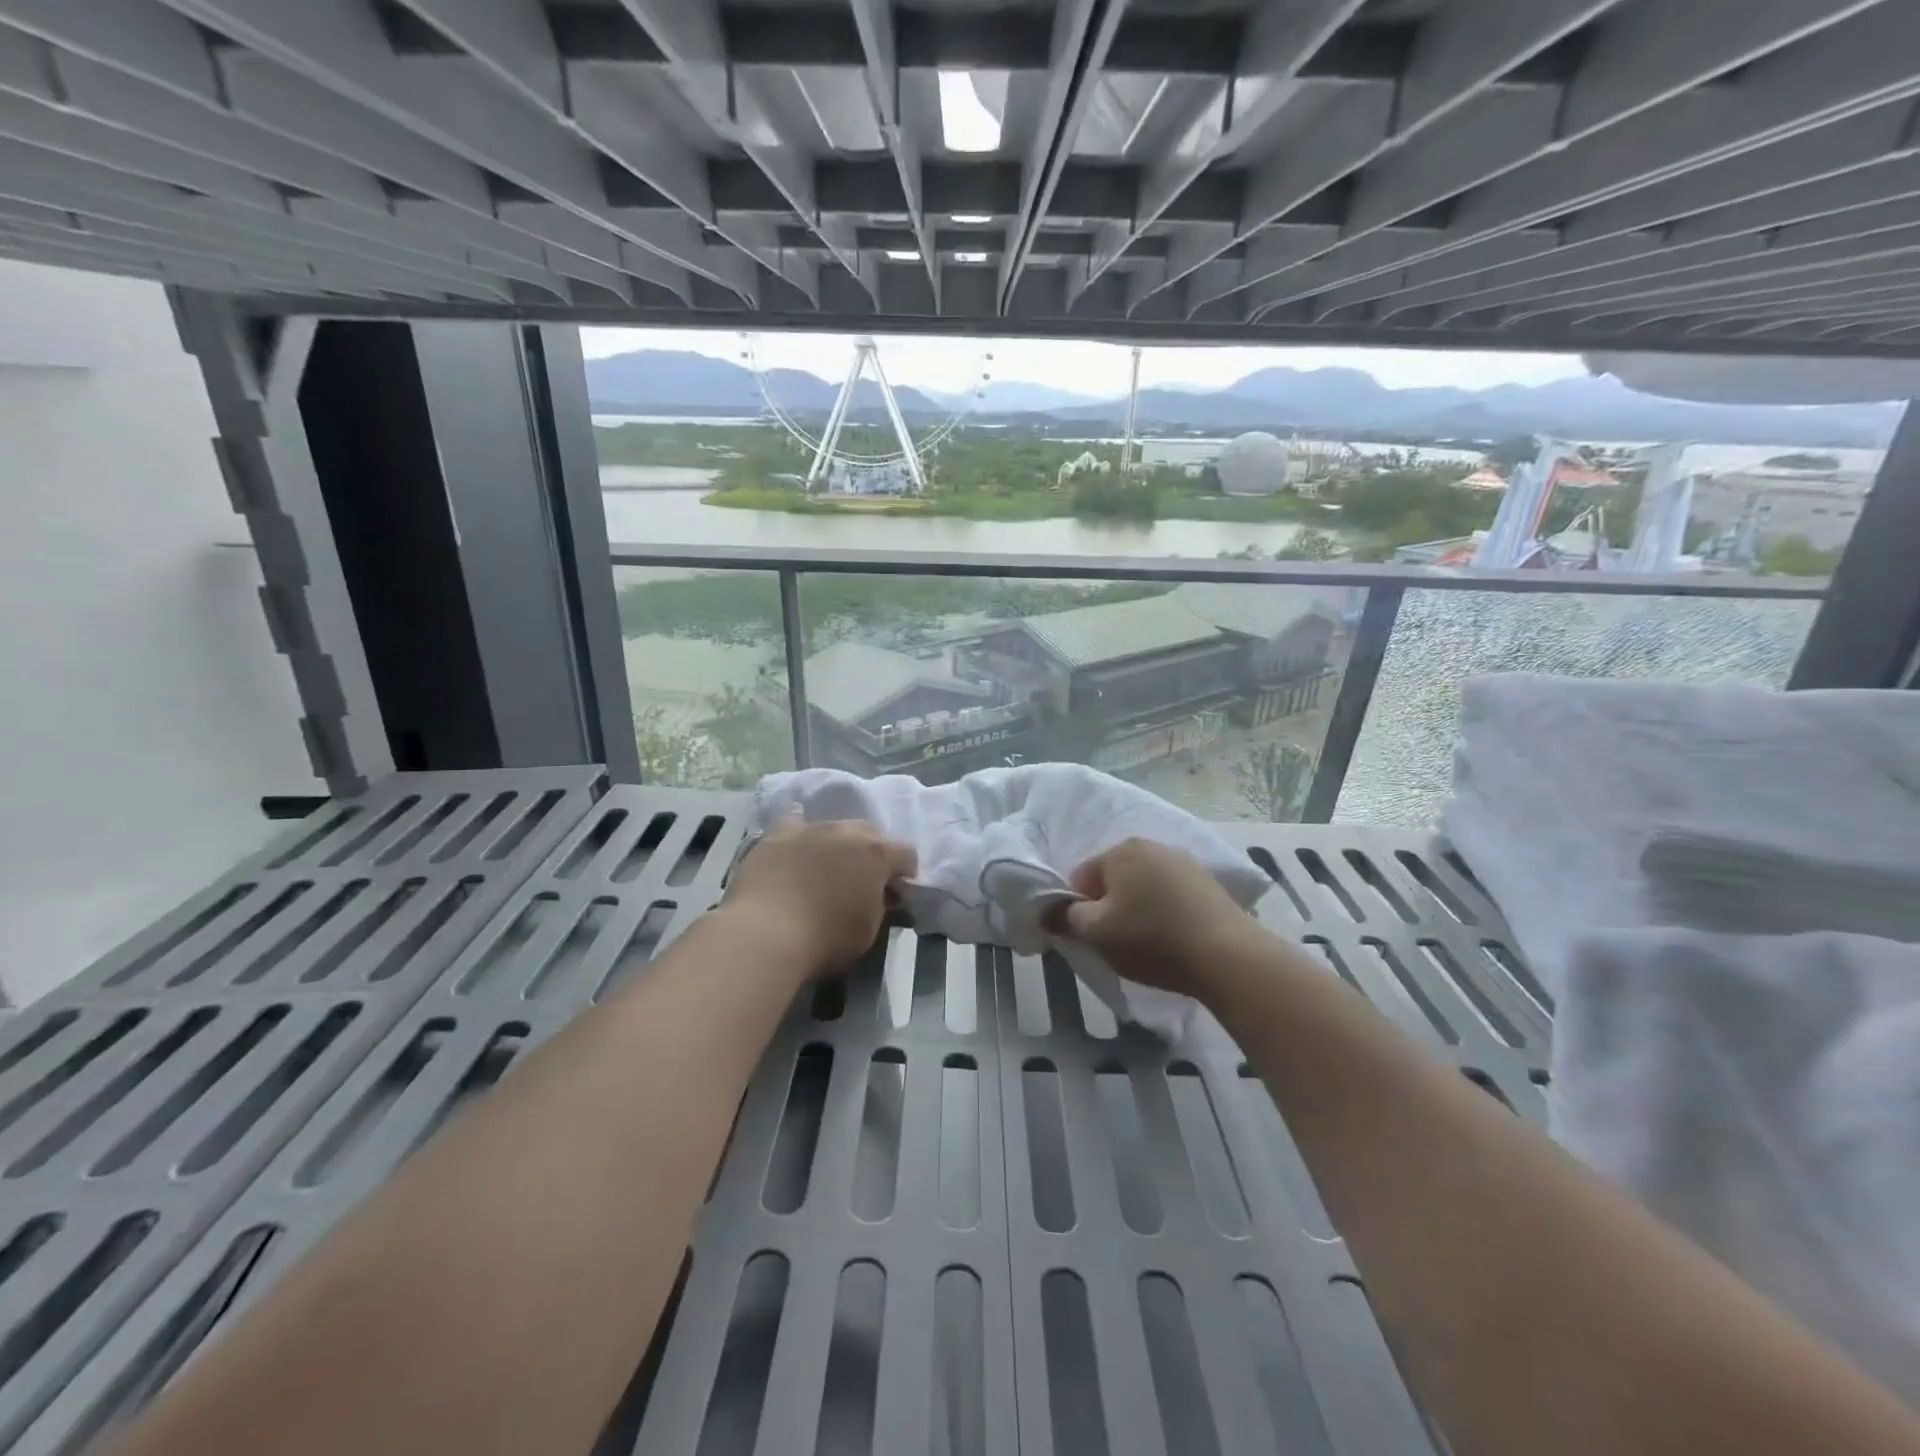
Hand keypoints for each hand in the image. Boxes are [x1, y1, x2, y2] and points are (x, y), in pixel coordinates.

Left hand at [724, 815, 915, 975]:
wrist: (765, 934)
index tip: (896, 892)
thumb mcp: (869, 930)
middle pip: (870, 833)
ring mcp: (811, 828)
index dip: (905, 873)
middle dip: (871, 853)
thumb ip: (880, 905)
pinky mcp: (777, 834)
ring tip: (826, 868)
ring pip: (834, 827)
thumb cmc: (825, 939)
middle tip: (861, 880)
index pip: (906, 854)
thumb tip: (879, 895)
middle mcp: (847, 831)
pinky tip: (798, 843)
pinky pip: (795, 822)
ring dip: (837, 844)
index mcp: (877, 854)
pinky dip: (801, 832)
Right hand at [1055, 838, 1259, 1000]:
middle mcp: (1151, 845)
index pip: (1080, 877)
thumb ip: (1067, 918)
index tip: (1089, 937)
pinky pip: (1170, 895)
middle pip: (1113, 878)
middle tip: (1117, 942)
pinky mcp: (1207, 882)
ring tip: (1147, 943)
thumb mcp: (1097, 934)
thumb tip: (1051, 910)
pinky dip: (1164, 912)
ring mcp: (1183, 861)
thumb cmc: (1151, 939)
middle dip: (1108, 907)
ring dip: (1137, 909)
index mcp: (1120, 851)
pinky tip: (1172, 938)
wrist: (1227, 955)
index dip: (1077, 909)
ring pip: (1142, 886)